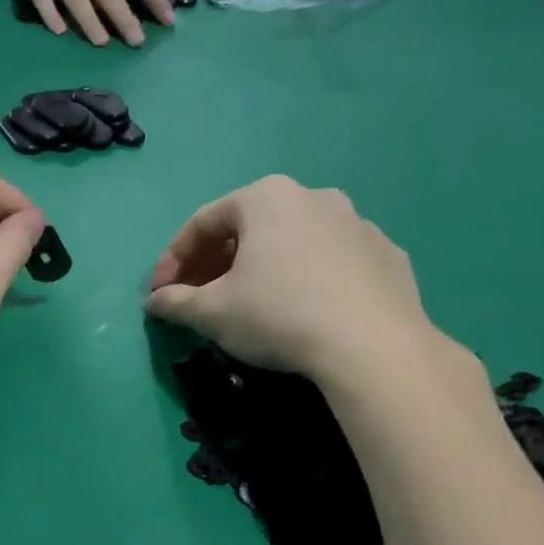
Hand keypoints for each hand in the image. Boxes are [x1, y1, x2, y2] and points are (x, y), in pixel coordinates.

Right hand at [146, 176, 444, 390]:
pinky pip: (332, 262)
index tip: (160, 293)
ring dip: (262, 269)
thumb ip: (175, 303)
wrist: (374, 347)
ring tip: (250, 305)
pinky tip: (303, 313)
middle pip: (248, 229)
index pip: (202, 223)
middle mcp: (313, 197)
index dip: (173, 260)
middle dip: (216, 264)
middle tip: (199, 299)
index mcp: (266, 198)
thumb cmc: (278, 315)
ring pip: (292, 243)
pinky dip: (307, 280)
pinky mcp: (387, 256)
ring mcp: (358, 224)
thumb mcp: (211, 313)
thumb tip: (156, 302)